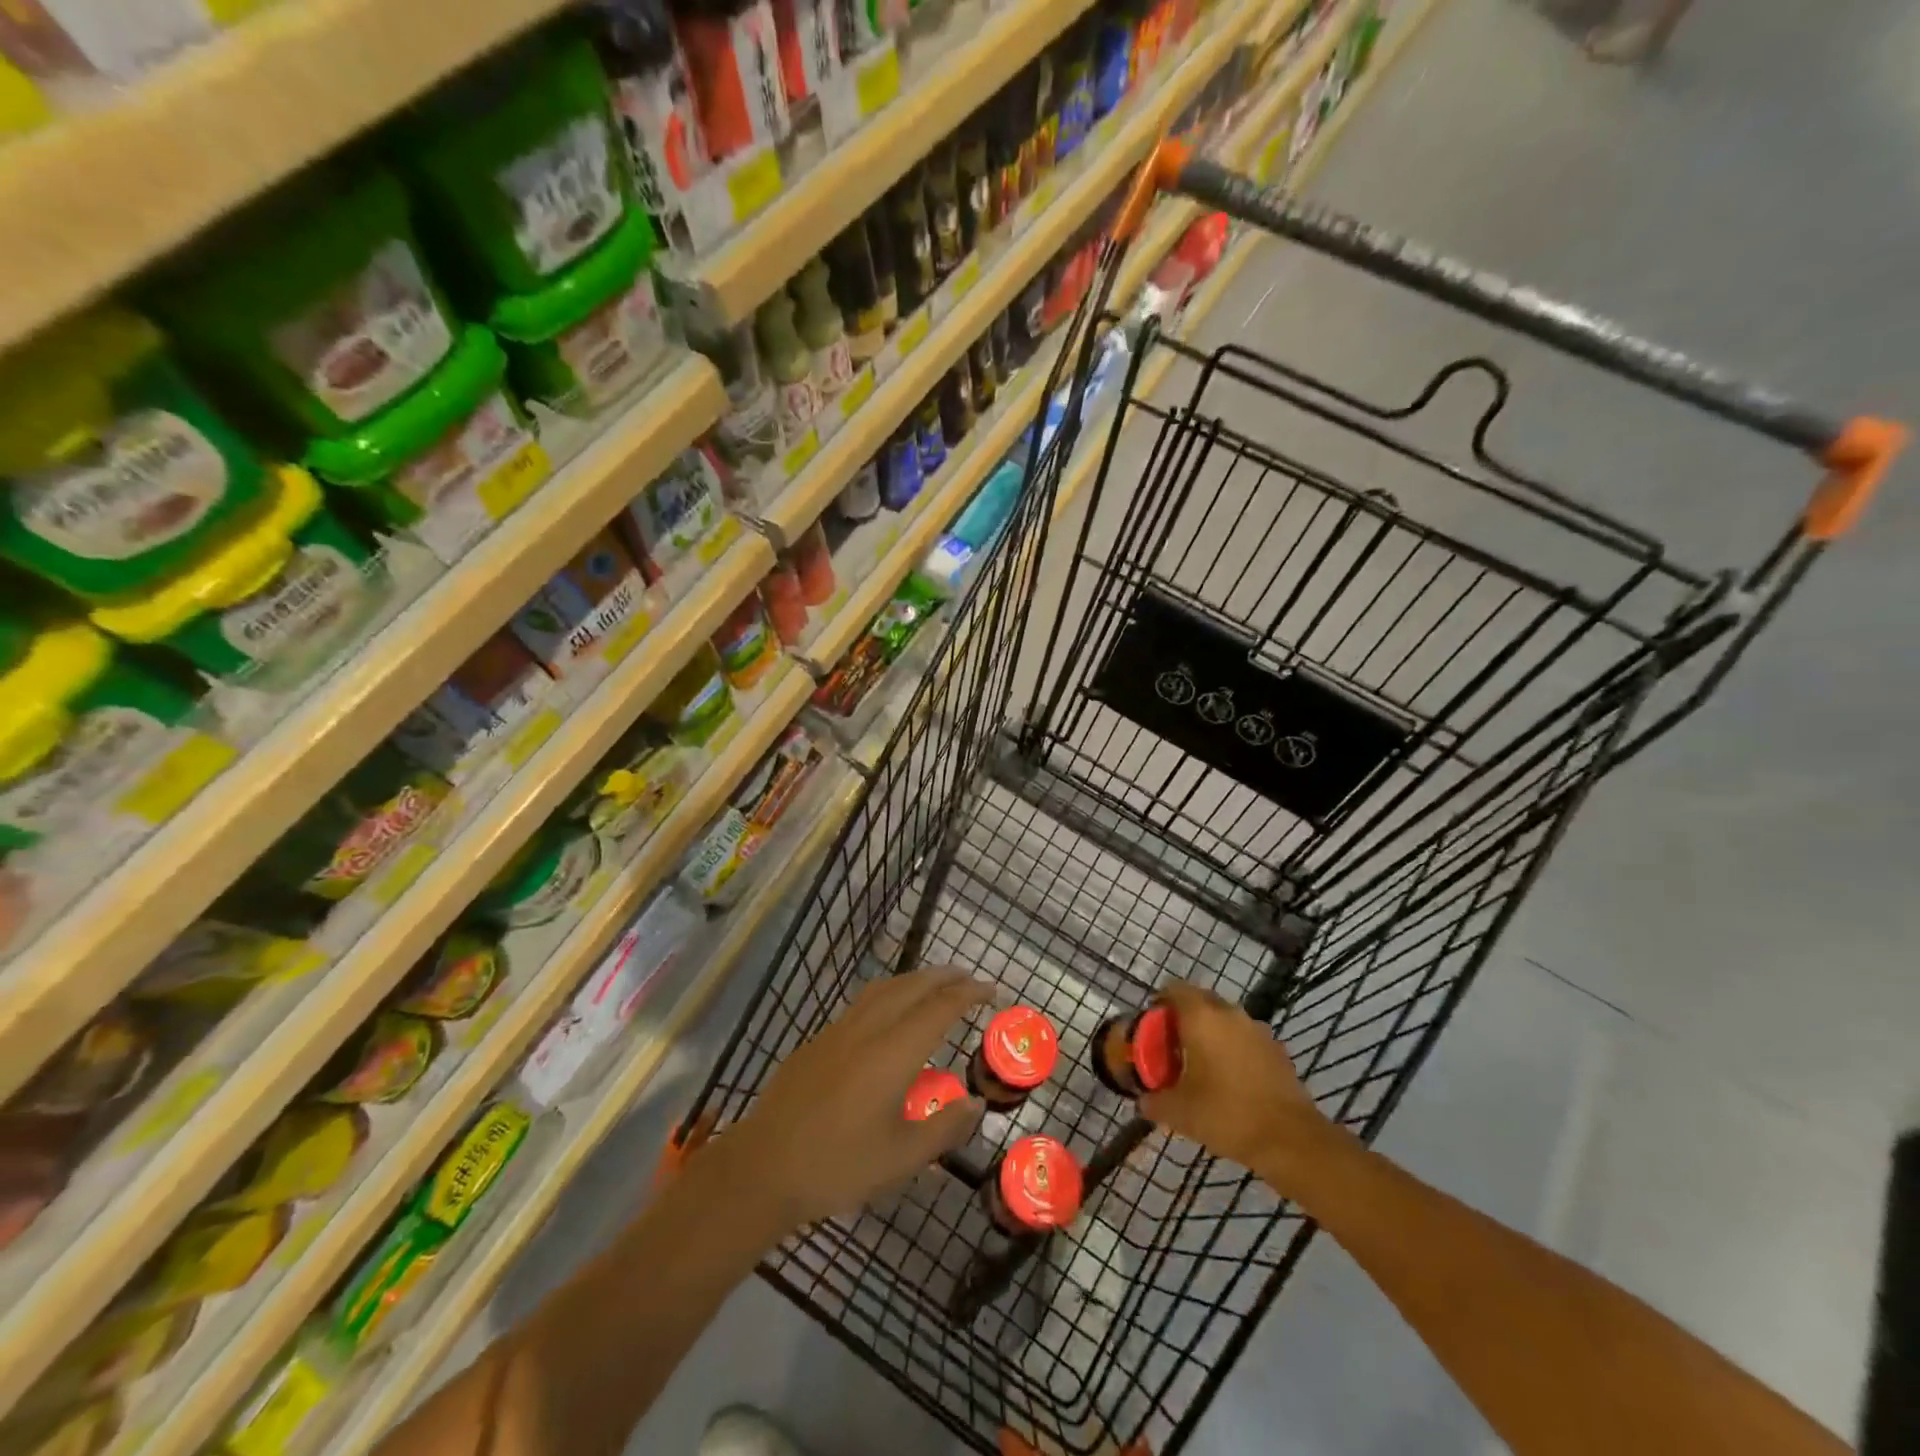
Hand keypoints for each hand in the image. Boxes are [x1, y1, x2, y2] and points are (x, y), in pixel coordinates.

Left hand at [718, 968, 989, 1229]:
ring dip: (915, 980)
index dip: (968, 994)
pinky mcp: (818, 1041)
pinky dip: (889, 994)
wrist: (763, 1167)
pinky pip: (863, 1002)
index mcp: (894, 1052)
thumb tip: (976, 1104)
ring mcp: (838, 1031)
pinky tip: (888, 1013)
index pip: (940, 1008)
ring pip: (884, 988)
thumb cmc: (838, 1165)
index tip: (990, 990)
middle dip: (944, 977)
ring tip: (933, 985)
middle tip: (969, 979)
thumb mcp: (901, 1158)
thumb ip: (944, 1128)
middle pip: (912, 987)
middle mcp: (869, 1029)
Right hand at [1138, 981, 1338, 1187]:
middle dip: (1185, 1016)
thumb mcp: (1178, 1112)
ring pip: (1226, 1019)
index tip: (1152, 1025)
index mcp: (1201, 1017)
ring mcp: (1257, 1029)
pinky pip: (1246, 1038)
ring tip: (1202, 1063)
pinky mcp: (1277, 1049)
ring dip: (1212, 1032)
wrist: (1289, 1139)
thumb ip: (1154, 1101)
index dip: (1160, 1003)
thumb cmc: (1226, 1114)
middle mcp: (1230, 1013)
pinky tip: (1231, 1078)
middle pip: (1201, 1000)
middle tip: (1173, 1045)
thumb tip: (1143, 1100)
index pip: (1174, 989)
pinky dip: (1234, 1048)